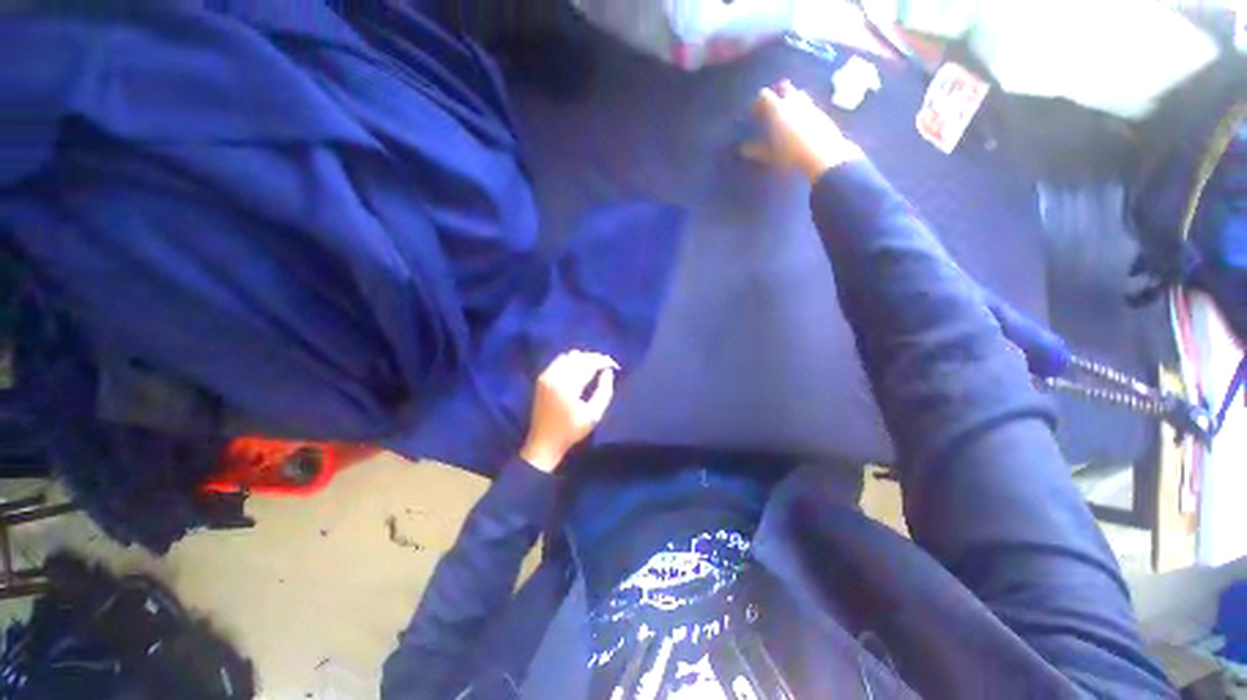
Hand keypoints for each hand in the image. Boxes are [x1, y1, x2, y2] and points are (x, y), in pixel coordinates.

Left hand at [520, 351, 618, 472]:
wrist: (544, 442)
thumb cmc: (571, 431)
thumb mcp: (594, 415)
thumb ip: (604, 392)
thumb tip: (608, 372)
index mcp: (568, 386)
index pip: (589, 364)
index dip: (603, 361)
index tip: (614, 365)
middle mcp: (555, 377)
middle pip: (579, 358)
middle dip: (594, 358)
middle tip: (607, 364)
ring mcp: (546, 376)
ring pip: (568, 357)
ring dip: (583, 358)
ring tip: (594, 365)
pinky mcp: (542, 379)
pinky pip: (558, 361)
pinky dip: (571, 361)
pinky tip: (579, 368)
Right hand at [741, 80, 863, 180]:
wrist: (822, 154)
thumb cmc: (790, 154)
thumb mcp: (769, 155)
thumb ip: (756, 150)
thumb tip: (743, 148)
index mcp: (777, 108)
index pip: (764, 95)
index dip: (758, 102)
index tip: (754, 114)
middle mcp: (792, 101)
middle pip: (784, 87)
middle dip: (777, 94)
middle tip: (773, 109)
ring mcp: (809, 104)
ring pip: (798, 94)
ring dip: (791, 100)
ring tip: (787, 115)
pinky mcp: (821, 112)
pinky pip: (809, 105)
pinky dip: (803, 110)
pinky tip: (801, 124)